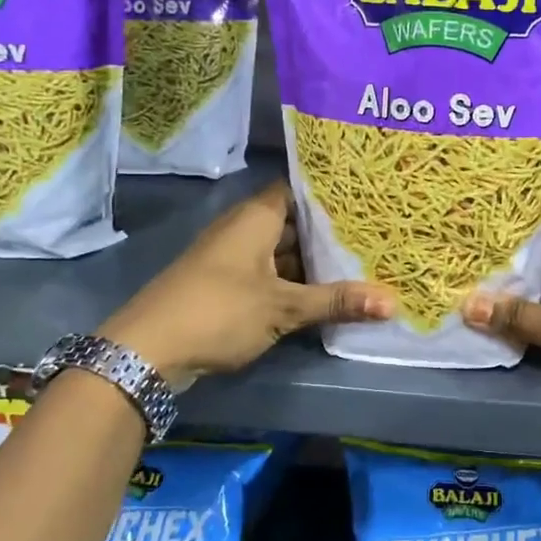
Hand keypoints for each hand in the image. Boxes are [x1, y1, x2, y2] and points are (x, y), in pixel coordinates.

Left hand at [99, 182, 393, 386]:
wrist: (146, 351)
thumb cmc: (219, 311)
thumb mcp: (283, 306)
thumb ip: (336, 301)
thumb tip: (394, 302)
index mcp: (256, 218)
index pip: (297, 189)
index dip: (330, 192)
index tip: (367, 196)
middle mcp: (243, 230)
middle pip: (294, 222)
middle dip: (329, 231)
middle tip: (375, 233)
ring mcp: (232, 259)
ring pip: (282, 252)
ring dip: (312, 261)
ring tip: (359, 263)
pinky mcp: (225, 287)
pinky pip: (269, 275)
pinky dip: (293, 282)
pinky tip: (322, 295)